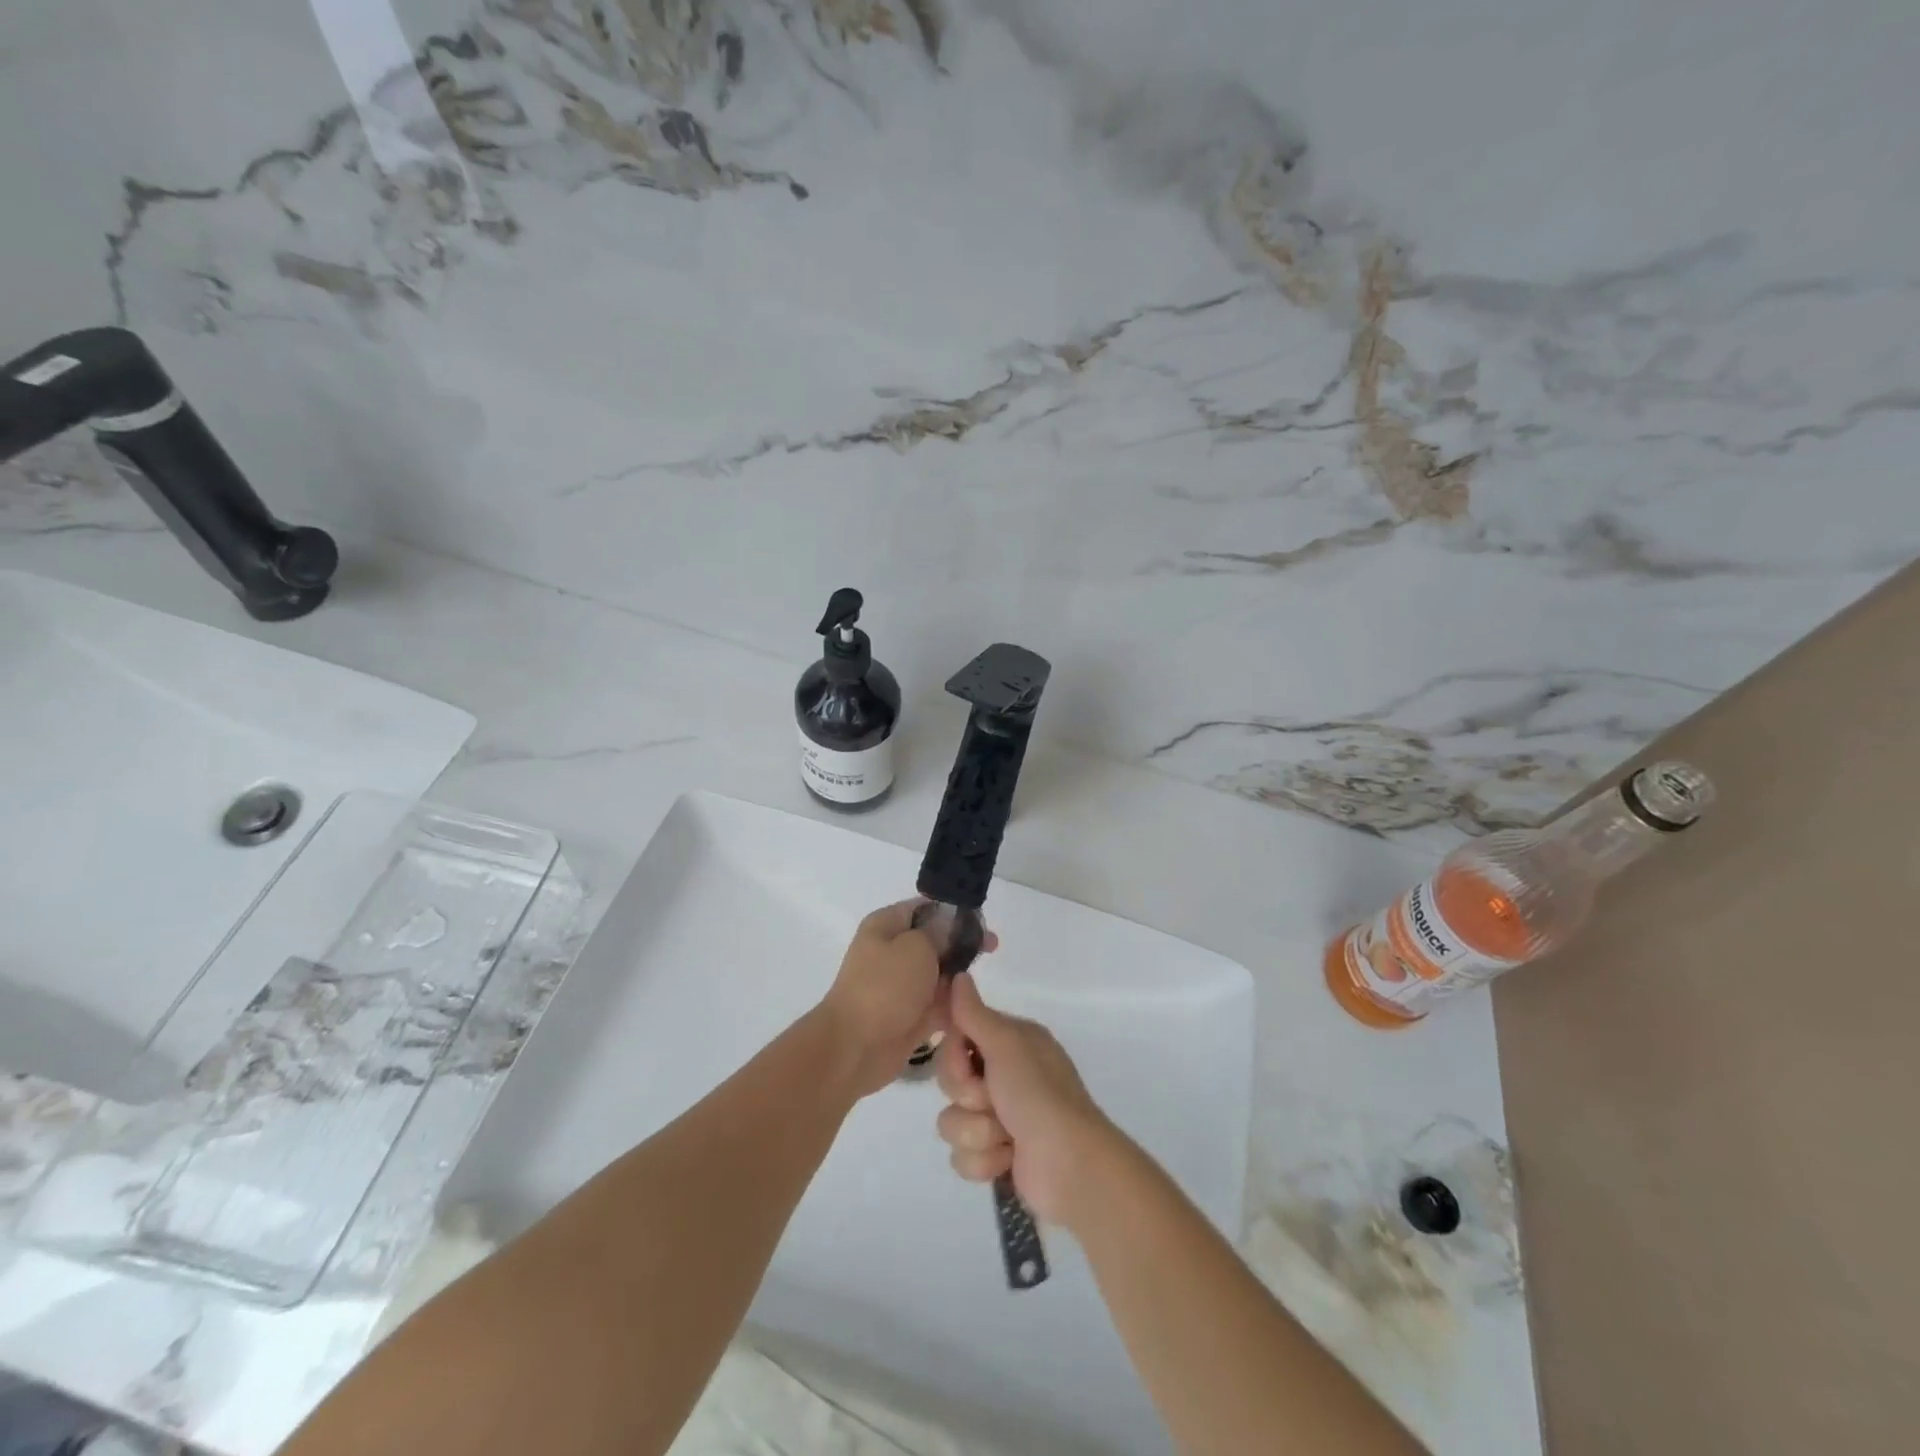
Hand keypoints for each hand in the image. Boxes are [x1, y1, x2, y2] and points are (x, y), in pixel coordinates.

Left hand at [819, 902, 991, 1097]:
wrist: (856, 1046)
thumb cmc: (885, 986)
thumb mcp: (916, 946)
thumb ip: (939, 933)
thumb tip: (950, 927)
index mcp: (886, 925)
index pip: (924, 908)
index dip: (953, 911)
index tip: (981, 920)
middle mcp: (892, 951)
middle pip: (935, 941)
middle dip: (962, 944)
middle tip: (992, 946)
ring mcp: (901, 985)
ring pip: (939, 973)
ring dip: (959, 976)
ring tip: (980, 979)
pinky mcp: (910, 1015)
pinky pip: (939, 1004)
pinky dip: (954, 1004)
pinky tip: (973, 1005)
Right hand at [934, 973, 1118, 1228]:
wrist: (1070, 1165)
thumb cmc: (1039, 1096)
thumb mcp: (1007, 1045)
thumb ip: (975, 1014)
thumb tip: (959, 976)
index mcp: (1010, 1043)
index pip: (957, 1037)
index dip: (954, 1055)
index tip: (967, 1063)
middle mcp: (1004, 1075)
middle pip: (949, 1081)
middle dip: (967, 1096)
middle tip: (992, 1100)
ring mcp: (999, 1117)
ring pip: (952, 1121)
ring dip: (977, 1132)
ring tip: (1006, 1137)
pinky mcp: (996, 1156)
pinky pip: (962, 1156)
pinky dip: (985, 1161)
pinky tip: (1008, 1160)